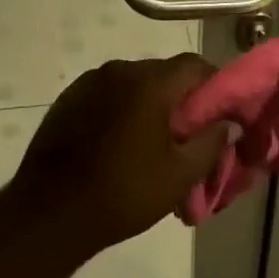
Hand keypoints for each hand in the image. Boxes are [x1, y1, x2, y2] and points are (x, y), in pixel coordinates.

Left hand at [10, 54, 232, 256]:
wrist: (49, 211)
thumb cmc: (123, 193)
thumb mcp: (178, 176)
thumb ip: (210, 144)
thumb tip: (229, 124)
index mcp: (149, 82)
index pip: (194, 65)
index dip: (213, 85)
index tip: (220, 112)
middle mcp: (120, 69)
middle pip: (163, 73)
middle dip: (180, 98)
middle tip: (187, 134)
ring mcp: (90, 81)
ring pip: (134, 83)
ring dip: (148, 103)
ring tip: (151, 142)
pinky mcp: (69, 97)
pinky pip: (107, 93)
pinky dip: (121, 109)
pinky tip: (118, 143)